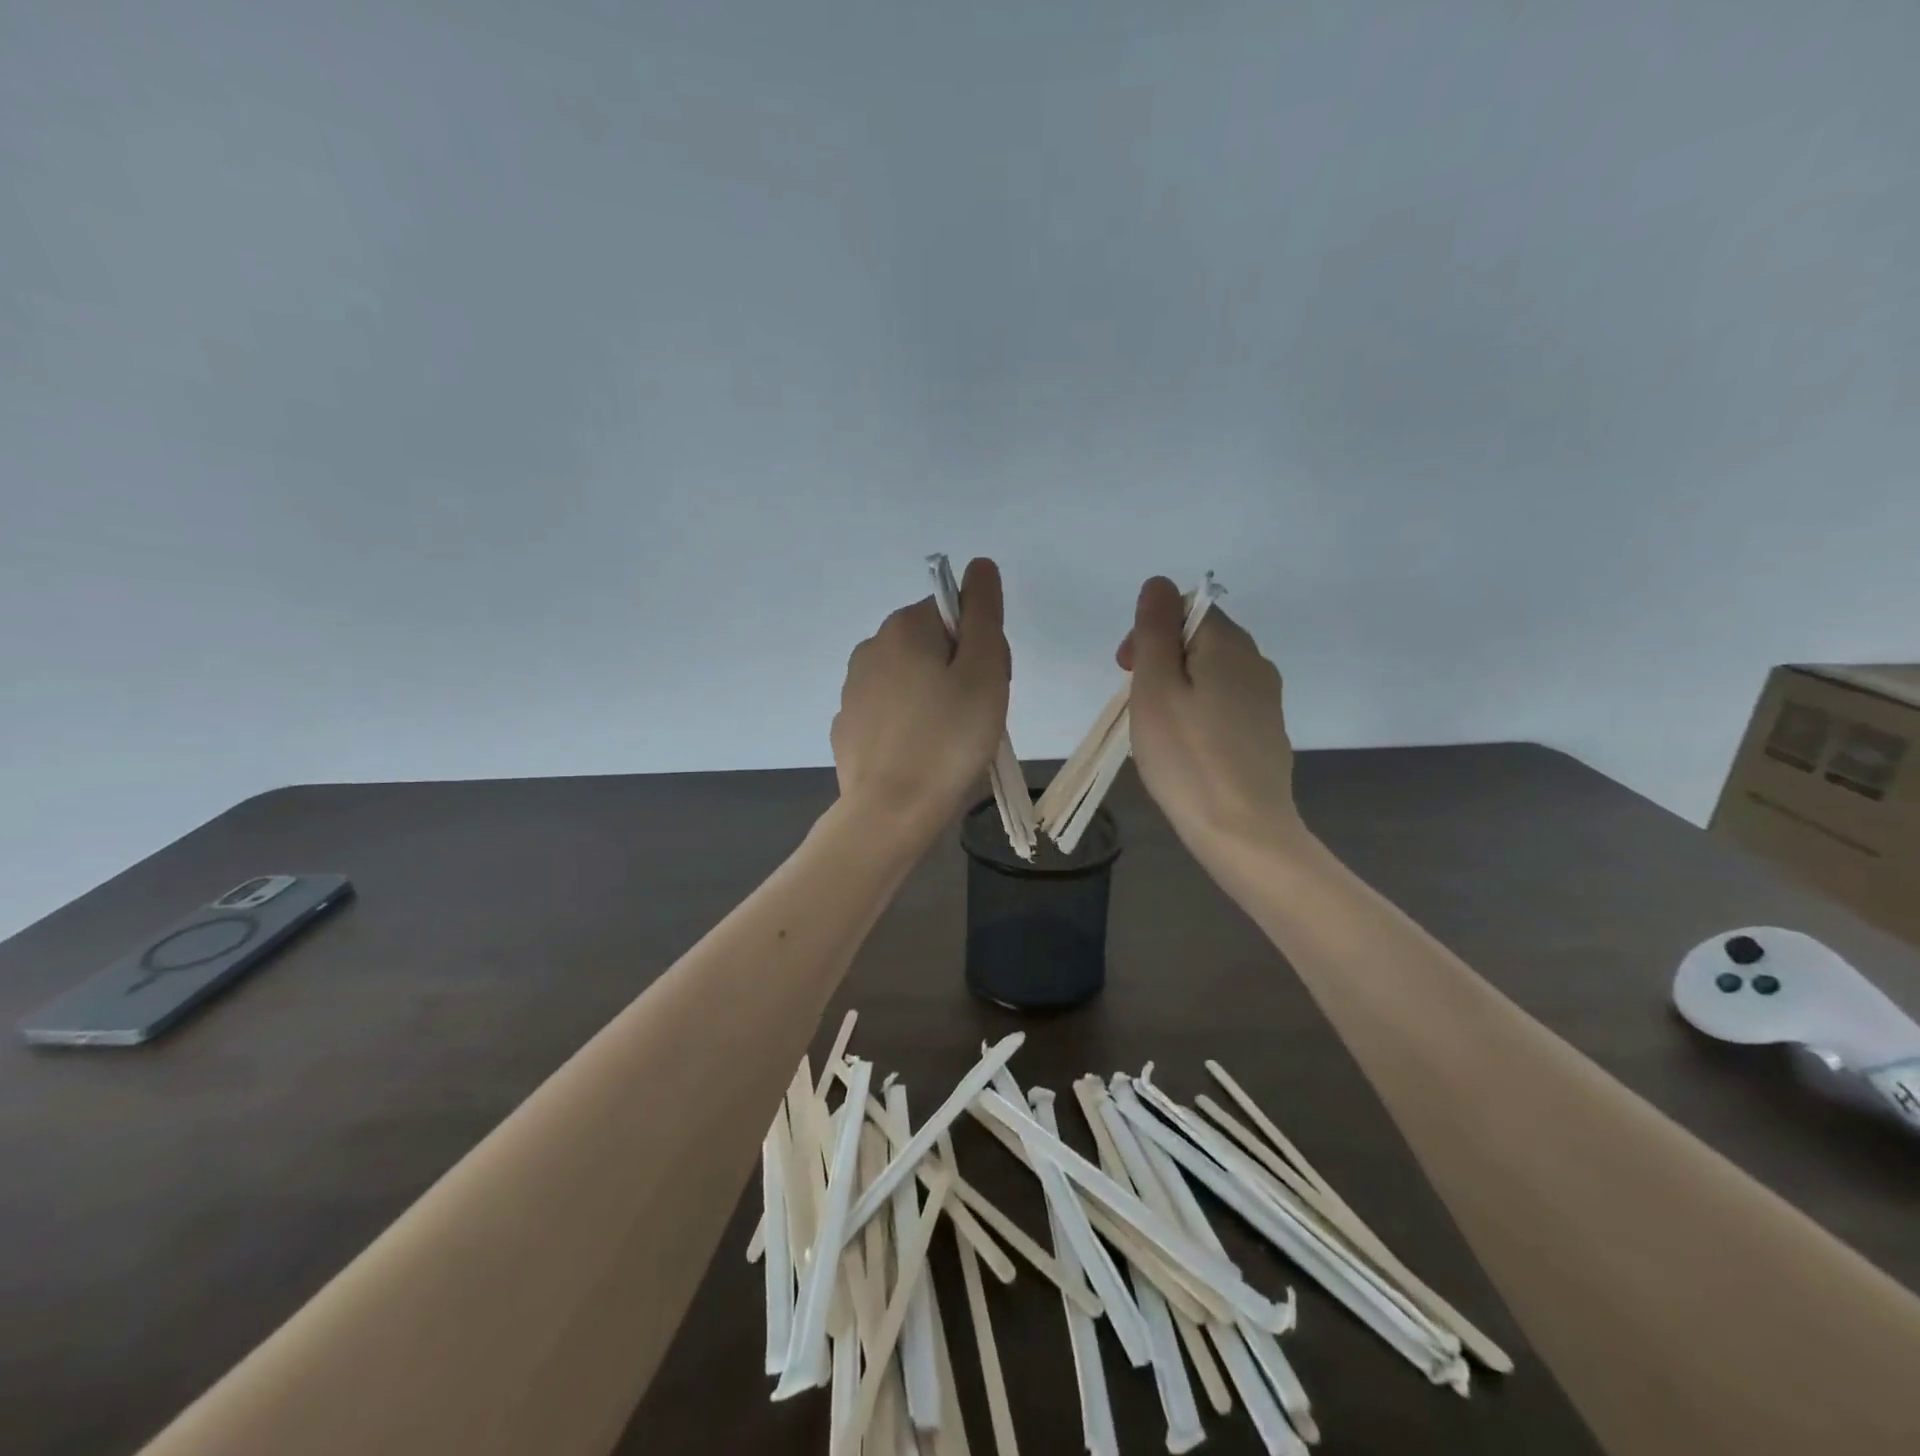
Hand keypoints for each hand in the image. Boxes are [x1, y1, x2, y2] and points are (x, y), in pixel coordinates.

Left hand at [831, 557, 1010, 838]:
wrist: (892, 811)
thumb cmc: (949, 738)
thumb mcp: (984, 670)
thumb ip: (983, 613)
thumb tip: (979, 566)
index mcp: (902, 628)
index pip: (953, 615)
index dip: (980, 646)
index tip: (987, 684)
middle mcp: (870, 649)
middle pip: (930, 646)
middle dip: (958, 673)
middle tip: (975, 716)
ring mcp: (853, 691)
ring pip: (910, 682)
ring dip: (934, 700)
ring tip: (950, 743)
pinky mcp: (848, 729)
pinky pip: (890, 715)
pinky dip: (909, 727)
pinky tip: (920, 757)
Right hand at [1118, 576, 1303, 857]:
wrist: (1242, 829)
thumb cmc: (1187, 756)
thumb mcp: (1156, 687)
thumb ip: (1154, 630)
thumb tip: (1158, 583)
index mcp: (1229, 645)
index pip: (1185, 609)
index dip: (1149, 631)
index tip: (1127, 671)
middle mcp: (1256, 662)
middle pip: (1199, 639)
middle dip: (1160, 660)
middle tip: (1137, 704)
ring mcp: (1265, 700)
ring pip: (1210, 673)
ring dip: (1177, 687)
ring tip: (1157, 729)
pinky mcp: (1265, 732)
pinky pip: (1224, 703)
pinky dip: (1198, 712)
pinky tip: (1186, 748)